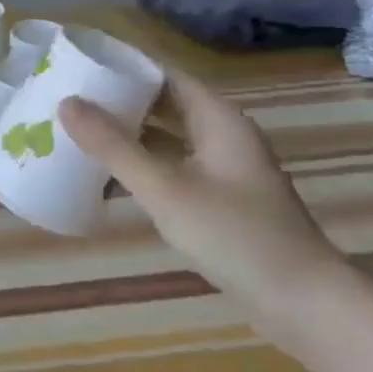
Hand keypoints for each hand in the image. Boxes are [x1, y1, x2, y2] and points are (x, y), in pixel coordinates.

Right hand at [58, 71, 351, 336]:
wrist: (306, 306)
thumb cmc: (236, 236)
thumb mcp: (165, 189)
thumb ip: (114, 146)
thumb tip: (66, 103)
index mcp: (218, 119)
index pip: (163, 74)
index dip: (123, 66)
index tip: (78, 65)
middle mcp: (222, 136)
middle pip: (163, 104)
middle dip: (118, 102)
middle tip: (67, 99)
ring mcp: (223, 170)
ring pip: (166, 139)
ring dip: (126, 136)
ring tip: (76, 134)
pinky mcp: (220, 200)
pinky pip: (171, 168)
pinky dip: (140, 166)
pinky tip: (106, 178)